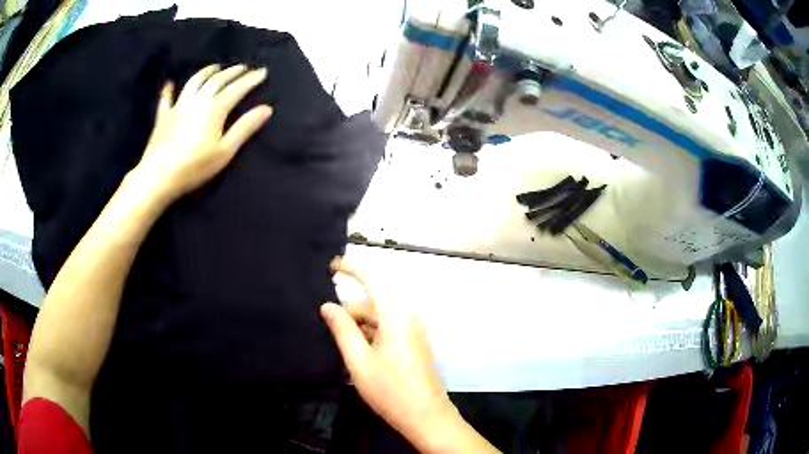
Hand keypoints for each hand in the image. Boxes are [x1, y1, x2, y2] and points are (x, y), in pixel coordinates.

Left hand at [134, 64, 272, 201]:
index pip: (237, 89)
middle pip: (217, 80)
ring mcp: (178, 106)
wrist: (159, 176)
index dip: (251, 79)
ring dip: (206, 72)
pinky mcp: (163, 116)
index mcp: (215, 109)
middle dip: (232, 72)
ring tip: (215, 67)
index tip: (262, 72)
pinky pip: (166, 99)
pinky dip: (169, 90)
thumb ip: (245, 128)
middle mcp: (197, 101)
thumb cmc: (194, 167)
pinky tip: (170, 84)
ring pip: (194, 82)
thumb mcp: (225, 151)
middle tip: (242, 68)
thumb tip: (267, 109)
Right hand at [321, 259, 457, 445]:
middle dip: (351, 311)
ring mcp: (414, 331)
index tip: (332, 265)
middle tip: (329, 328)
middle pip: (375, 302)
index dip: (352, 268)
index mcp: (396, 316)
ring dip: (360, 326)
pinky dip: (372, 334)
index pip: (373, 280)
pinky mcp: (415, 344)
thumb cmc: (390, 390)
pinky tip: (360, 354)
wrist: (426, 417)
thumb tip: (327, 305)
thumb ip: (342, 329)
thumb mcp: (358, 361)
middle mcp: (409, 318)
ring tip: (344, 348)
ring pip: (381, 317)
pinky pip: (389, 329)